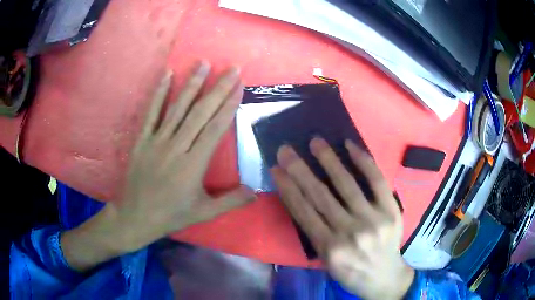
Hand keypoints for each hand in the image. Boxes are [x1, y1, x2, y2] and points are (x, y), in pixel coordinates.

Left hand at [62, 62, 255, 270]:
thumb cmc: (171, 215)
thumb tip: (256, 192)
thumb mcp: (204, 213)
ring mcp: (157, 141)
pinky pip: (151, 112)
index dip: (228, 106)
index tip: (239, 87)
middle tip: (231, 69)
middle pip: (200, 113)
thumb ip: (231, 201)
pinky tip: (167, 75)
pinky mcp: (142, 139)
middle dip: (218, 89)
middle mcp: (176, 147)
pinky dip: (159, 93)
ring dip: (191, 84)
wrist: (135, 216)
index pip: (215, 129)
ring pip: (177, 108)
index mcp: (193, 165)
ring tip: (203, 63)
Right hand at [271, 138, 413, 299]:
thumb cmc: (351, 272)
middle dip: (299, 169)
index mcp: (329, 249)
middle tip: (286, 149)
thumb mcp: (326, 261)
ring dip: (328, 160)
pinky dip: (363, 161)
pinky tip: (350, 146)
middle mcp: (350, 233)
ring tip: (315, 142)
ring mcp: (373, 219)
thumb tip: (300, 199)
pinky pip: (377, 181)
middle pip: (320, 195)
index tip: (276, 168)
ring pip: (346, 184)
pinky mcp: (391, 210)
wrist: (384, 278)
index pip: (303, 211)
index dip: (287, 187)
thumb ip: (315, 233)